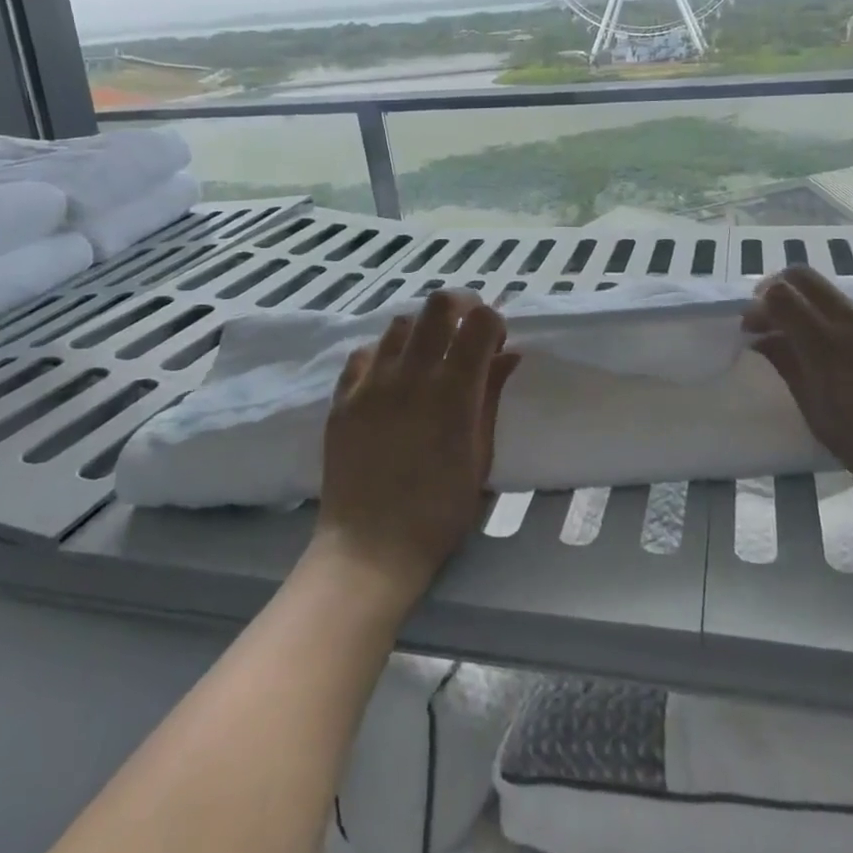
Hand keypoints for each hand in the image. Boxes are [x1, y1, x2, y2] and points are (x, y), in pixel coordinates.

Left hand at [313, 291, 518, 605]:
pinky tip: (390, 377)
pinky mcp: (343, 396)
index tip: (494, 341)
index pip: (480, 321)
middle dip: (460, 305)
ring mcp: (372, 382)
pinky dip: (383, 354)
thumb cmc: (441, 509)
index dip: (493, 321)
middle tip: (465, 328)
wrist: (371, 546)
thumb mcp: (481, 454)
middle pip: (438, 305)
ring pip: (399, 323)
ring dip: (421, 330)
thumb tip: (509, 354)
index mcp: (455, 389)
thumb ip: (491, 396)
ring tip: (426, 357)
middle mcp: (413, 373)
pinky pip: (364, 354)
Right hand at [744, 265, 852, 528]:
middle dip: (779, 289)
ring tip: (815, 347)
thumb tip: (763, 339)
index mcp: (829, 349)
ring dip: (814, 310)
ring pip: (836, 296)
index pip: (780, 295)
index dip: (758, 305)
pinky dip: (845, 325)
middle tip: (773, 319)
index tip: (753, 328)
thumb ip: (789, 369)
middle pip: (804, 276)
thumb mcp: (821, 418)